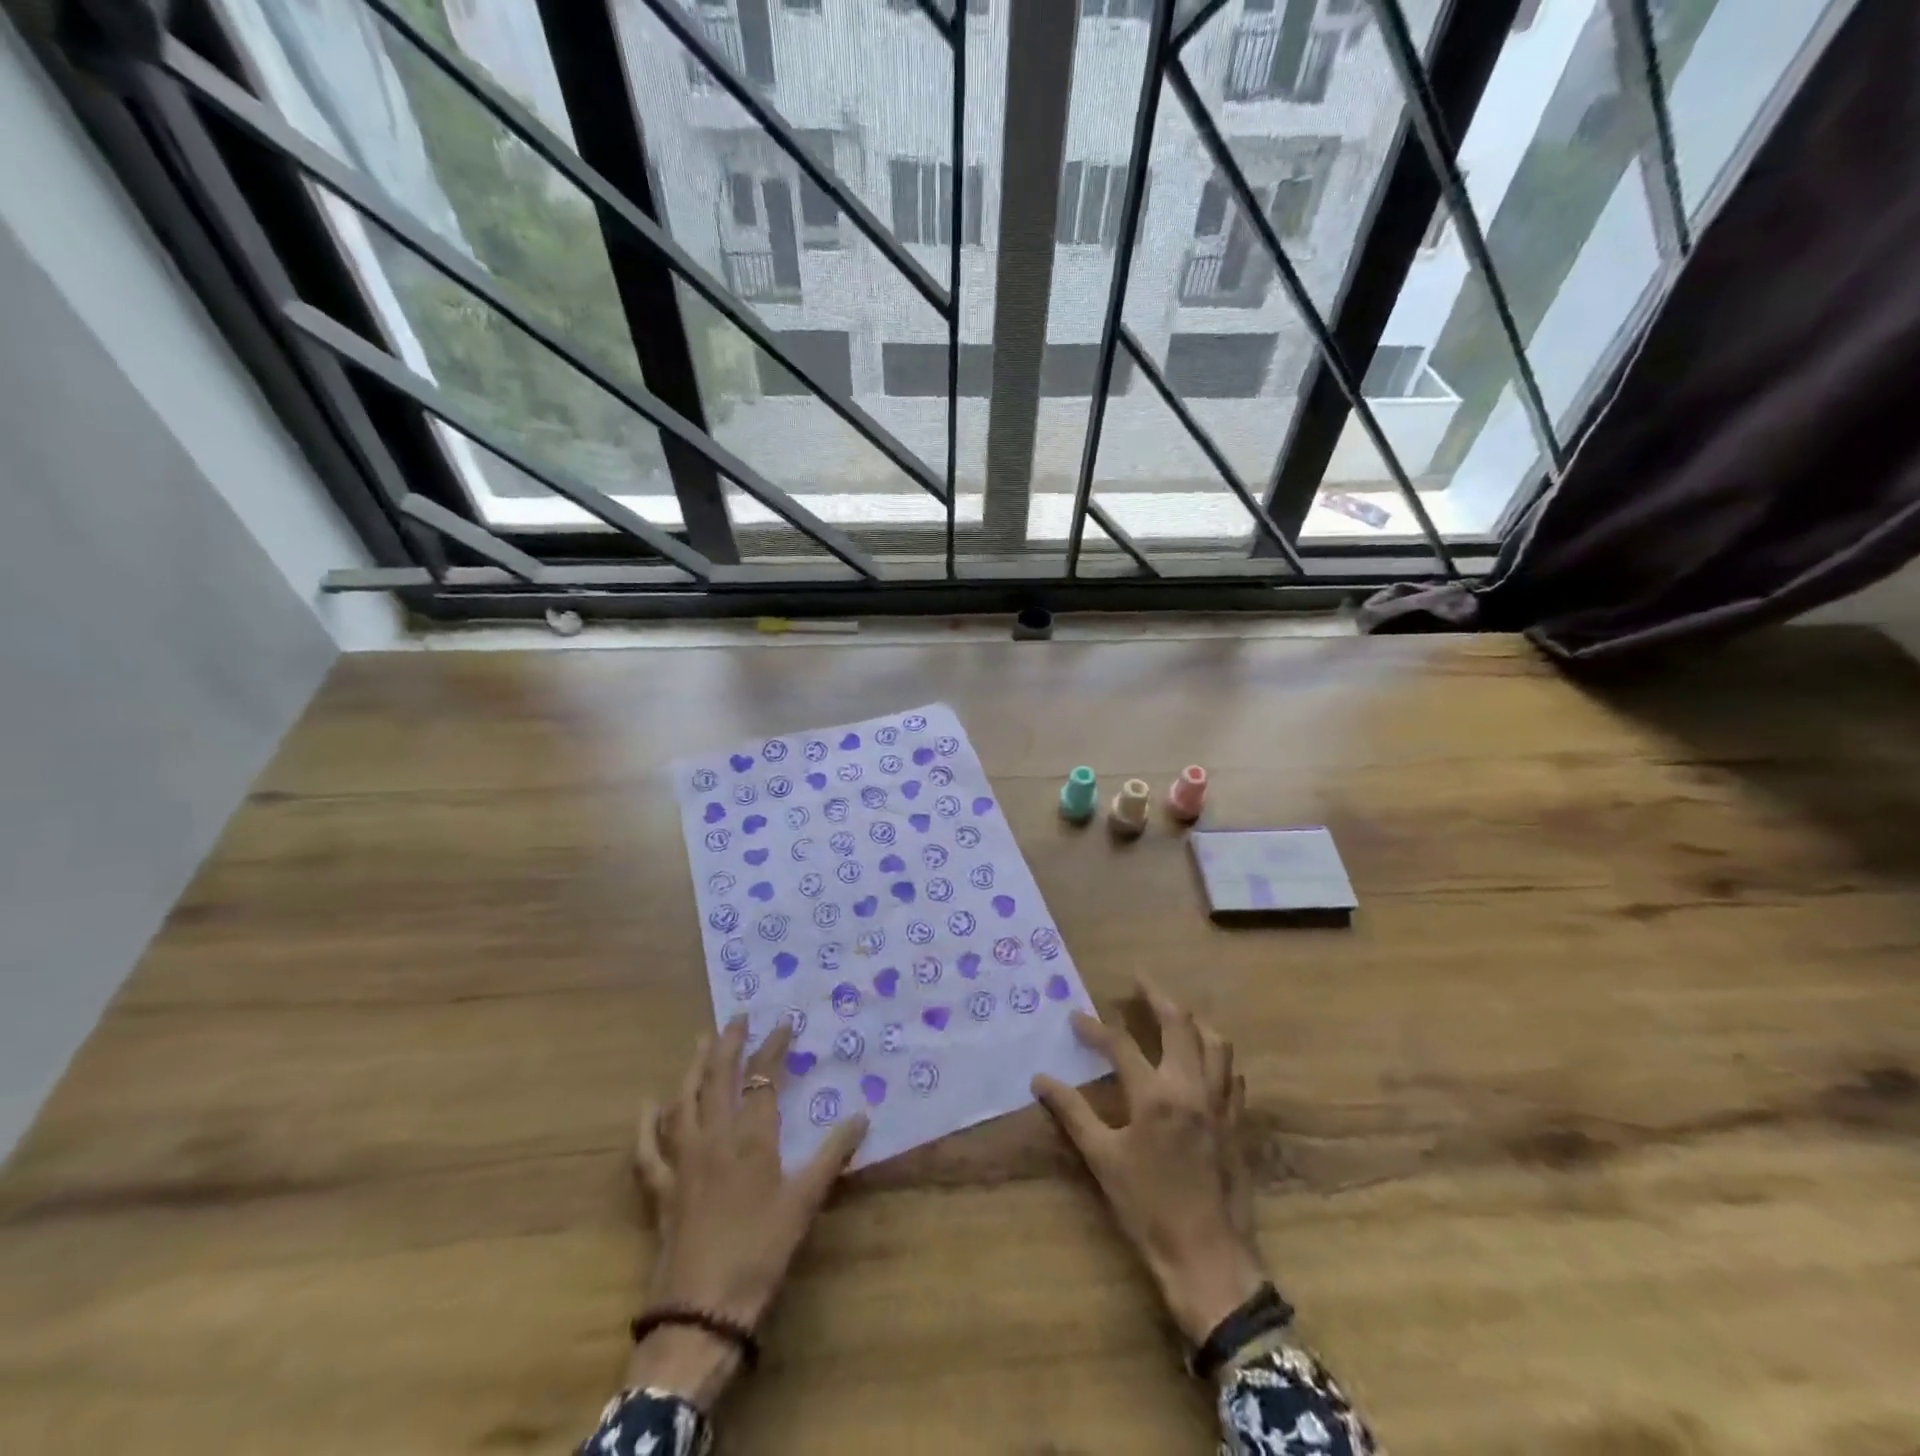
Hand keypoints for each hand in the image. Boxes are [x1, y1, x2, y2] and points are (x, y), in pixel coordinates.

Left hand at [627, 1017, 866, 1404]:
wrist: (702, 1311)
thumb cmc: (761, 1252)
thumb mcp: (805, 1202)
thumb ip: (833, 1155)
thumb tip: (863, 1116)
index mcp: (751, 1138)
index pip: (762, 1079)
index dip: (773, 1048)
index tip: (784, 1024)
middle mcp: (714, 1138)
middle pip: (719, 1079)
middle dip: (729, 1044)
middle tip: (737, 1018)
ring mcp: (682, 1161)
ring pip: (684, 1102)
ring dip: (692, 1068)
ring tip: (700, 1042)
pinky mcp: (660, 1189)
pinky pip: (647, 1150)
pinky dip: (646, 1125)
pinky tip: (647, 1105)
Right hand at [1033, 981, 1266, 1344]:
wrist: (1208, 1259)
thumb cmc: (1149, 1209)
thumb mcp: (1103, 1160)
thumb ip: (1073, 1113)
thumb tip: (1040, 1080)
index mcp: (1155, 1095)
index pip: (1121, 1044)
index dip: (1094, 1028)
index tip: (1075, 1018)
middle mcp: (1191, 1087)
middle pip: (1179, 1024)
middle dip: (1157, 996)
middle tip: (1139, 979)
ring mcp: (1220, 1103)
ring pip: (1216, 1042)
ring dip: (1193, 1021)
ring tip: (1175, 1013)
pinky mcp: (1237, 1123)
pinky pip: (1232, 1074)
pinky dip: (1216, 1055)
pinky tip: (1205, 1060)